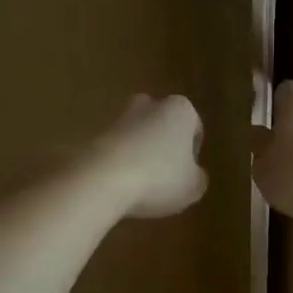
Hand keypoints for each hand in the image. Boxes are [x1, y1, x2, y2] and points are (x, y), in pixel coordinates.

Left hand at [95, 94, 207, 218]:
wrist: (101, 179)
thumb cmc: (159, 178)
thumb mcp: (193, 187)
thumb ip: (198, 178)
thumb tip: (193, 175)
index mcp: (180, 110)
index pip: (194, 128)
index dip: (193, 153)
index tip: (187, 174)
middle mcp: (149, 104)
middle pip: (161, 124)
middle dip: (163, 145)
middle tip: (164, 175)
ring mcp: (118, 117)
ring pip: (136, 134)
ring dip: (139, 153)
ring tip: (139, 185)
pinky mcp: (93, 133)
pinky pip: (114, 149)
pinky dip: (118, 163)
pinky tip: (118, 186)